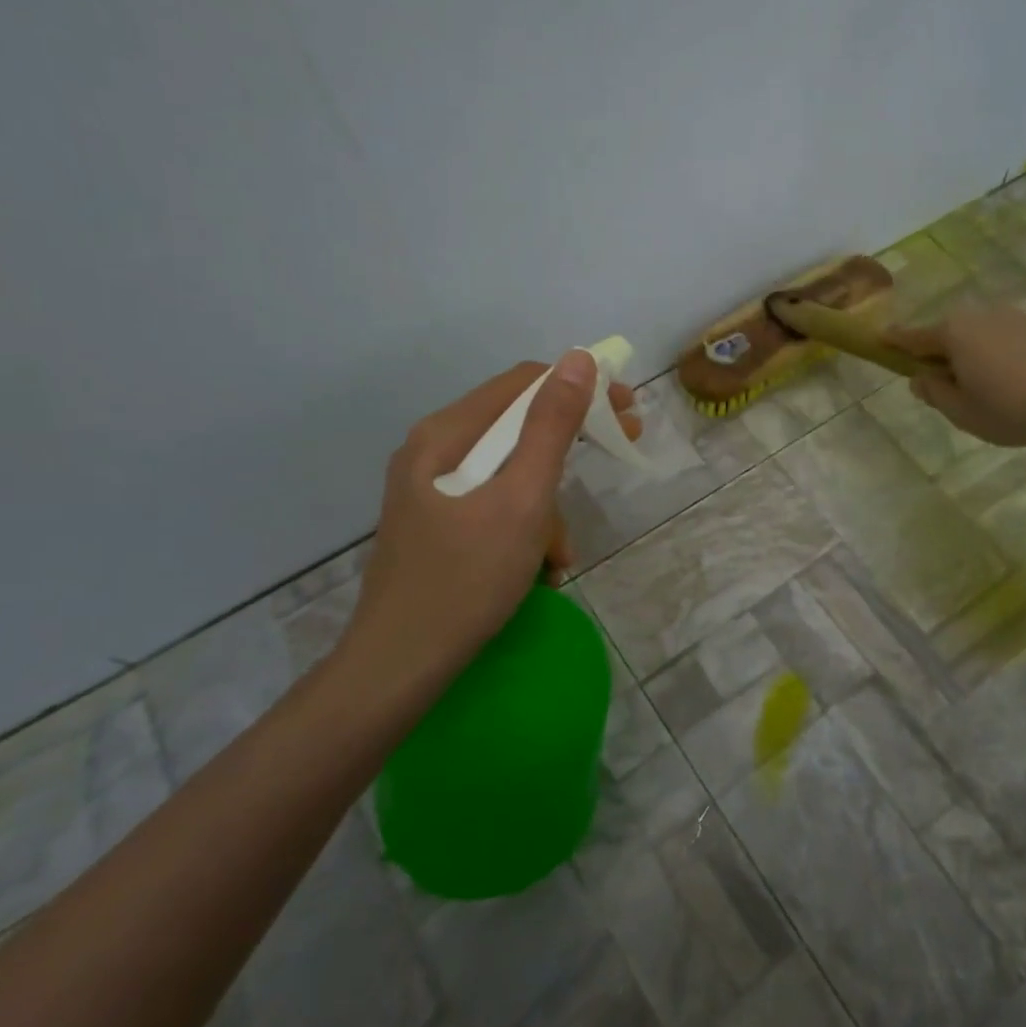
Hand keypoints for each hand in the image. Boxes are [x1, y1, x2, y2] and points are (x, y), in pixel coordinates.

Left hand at [329, 353, 637, 709]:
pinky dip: (526, 530)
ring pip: (511, 473)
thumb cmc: (466, 579)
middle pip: (517, 426)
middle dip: (570, 447)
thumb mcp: (522, 499)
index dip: (581, 388)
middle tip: (622, 450)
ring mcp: (433, 490)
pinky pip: (496, 506)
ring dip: (548, 507)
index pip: (525, 383)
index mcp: (447, 434)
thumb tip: (578, 359)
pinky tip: (539, 571)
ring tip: (560, 555)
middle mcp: (435, 451)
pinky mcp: (439, 524)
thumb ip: (552, 427)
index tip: (626, 410)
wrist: (399, 667)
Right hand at [887, 305, 1025, 453]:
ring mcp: (1021, 320)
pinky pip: (1018, 351)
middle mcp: (985, 317)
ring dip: (984, 367)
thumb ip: (936, 394)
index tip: (880, 339)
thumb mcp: (963, 413)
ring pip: (988, 344)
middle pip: (953, 337)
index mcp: (954, 333)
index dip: (894, 342)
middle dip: (947, 360)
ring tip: (1000, 407)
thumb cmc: (1013, 407)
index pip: (914, 337)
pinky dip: (1014, 371)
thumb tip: (921, 379)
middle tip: (951, 394)